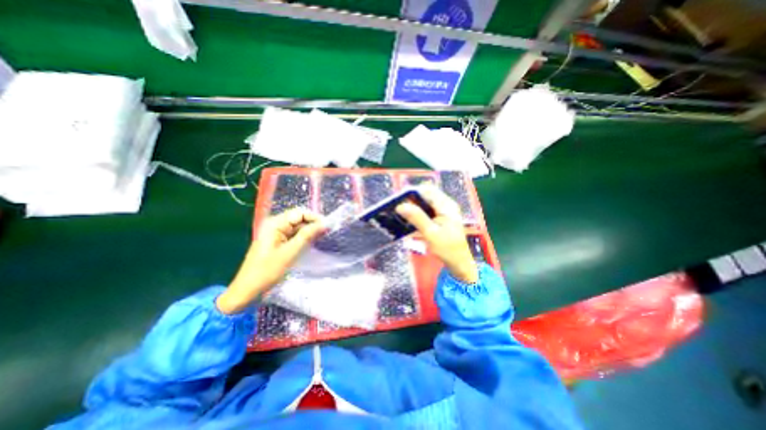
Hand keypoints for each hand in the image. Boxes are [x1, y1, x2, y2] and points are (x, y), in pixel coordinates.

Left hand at [215, 209, 325, 314]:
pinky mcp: (277, 241)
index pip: (299, 213)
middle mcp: (275, 225)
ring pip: (297, 227)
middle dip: (313, 224)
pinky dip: (303, 237)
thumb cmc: (267, 271)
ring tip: (322, 237)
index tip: (328, 226)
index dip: (314, 217)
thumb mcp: (290, 252)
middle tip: (327, 232)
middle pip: (298, 218)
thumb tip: (323, 224)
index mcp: (275, 224)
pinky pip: (294, 235)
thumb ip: (307, 236)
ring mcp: (276, 233)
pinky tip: (312, 242)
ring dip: (309, 231)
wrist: (247, 289)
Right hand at [398, 183, 476, 281]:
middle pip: (426, 195)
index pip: (427, 190)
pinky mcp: (441, 217)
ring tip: (400, 213)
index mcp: (446, 205)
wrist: (459, 263)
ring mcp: (444, 211)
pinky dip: (418, 213)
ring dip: (413, 206)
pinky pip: (427, 210)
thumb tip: (400, 206)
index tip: (398, 199)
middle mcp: (446, 204)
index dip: (412, 192)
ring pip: (425, 203)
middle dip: (411, 200)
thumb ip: (416, 217)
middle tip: (397, 208)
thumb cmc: (447, 248)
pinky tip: (409, 219)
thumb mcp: (430, 233)